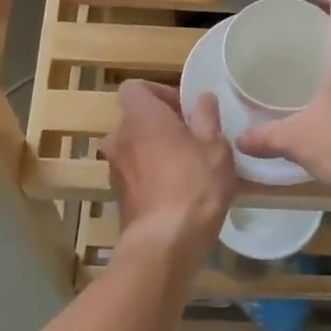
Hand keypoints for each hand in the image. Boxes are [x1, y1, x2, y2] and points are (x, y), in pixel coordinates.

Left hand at [101, 80, 236, 261]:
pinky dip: (153, 175)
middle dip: (161, 125)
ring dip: (157, 152)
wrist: (166, 242)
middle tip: (193, 139)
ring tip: (189, 167)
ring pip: (136, 149)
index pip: (135, 88)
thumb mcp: (215, 146)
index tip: (184, 109)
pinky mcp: (118, 196)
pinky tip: (180, 191)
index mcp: (140, 117)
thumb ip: (207, 117)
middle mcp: (119, 138)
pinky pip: (136, 174)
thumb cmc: (194, 184)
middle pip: (136, 120)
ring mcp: (115, 169)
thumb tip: (202, 98)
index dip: (159, 93)